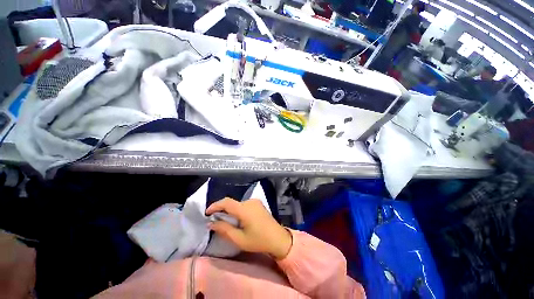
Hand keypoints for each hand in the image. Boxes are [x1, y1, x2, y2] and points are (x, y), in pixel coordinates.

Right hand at [206, 198, 291, 259]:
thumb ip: (224, 229)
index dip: (215, 205)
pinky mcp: (258, 204)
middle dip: (222, 210)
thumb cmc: (258, 240)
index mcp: (244, 209)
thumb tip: (211, 223)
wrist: (278, 238)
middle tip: (215, 221)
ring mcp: (255, 202)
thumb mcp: (239, 239)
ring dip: (231, 211)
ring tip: (227, 222)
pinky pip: (244, 205)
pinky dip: (238, 210)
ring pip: (238, 204)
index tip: (207, 213)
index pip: (226, 202)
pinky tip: (239, 220)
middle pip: (232, 203)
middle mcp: (250, 202)